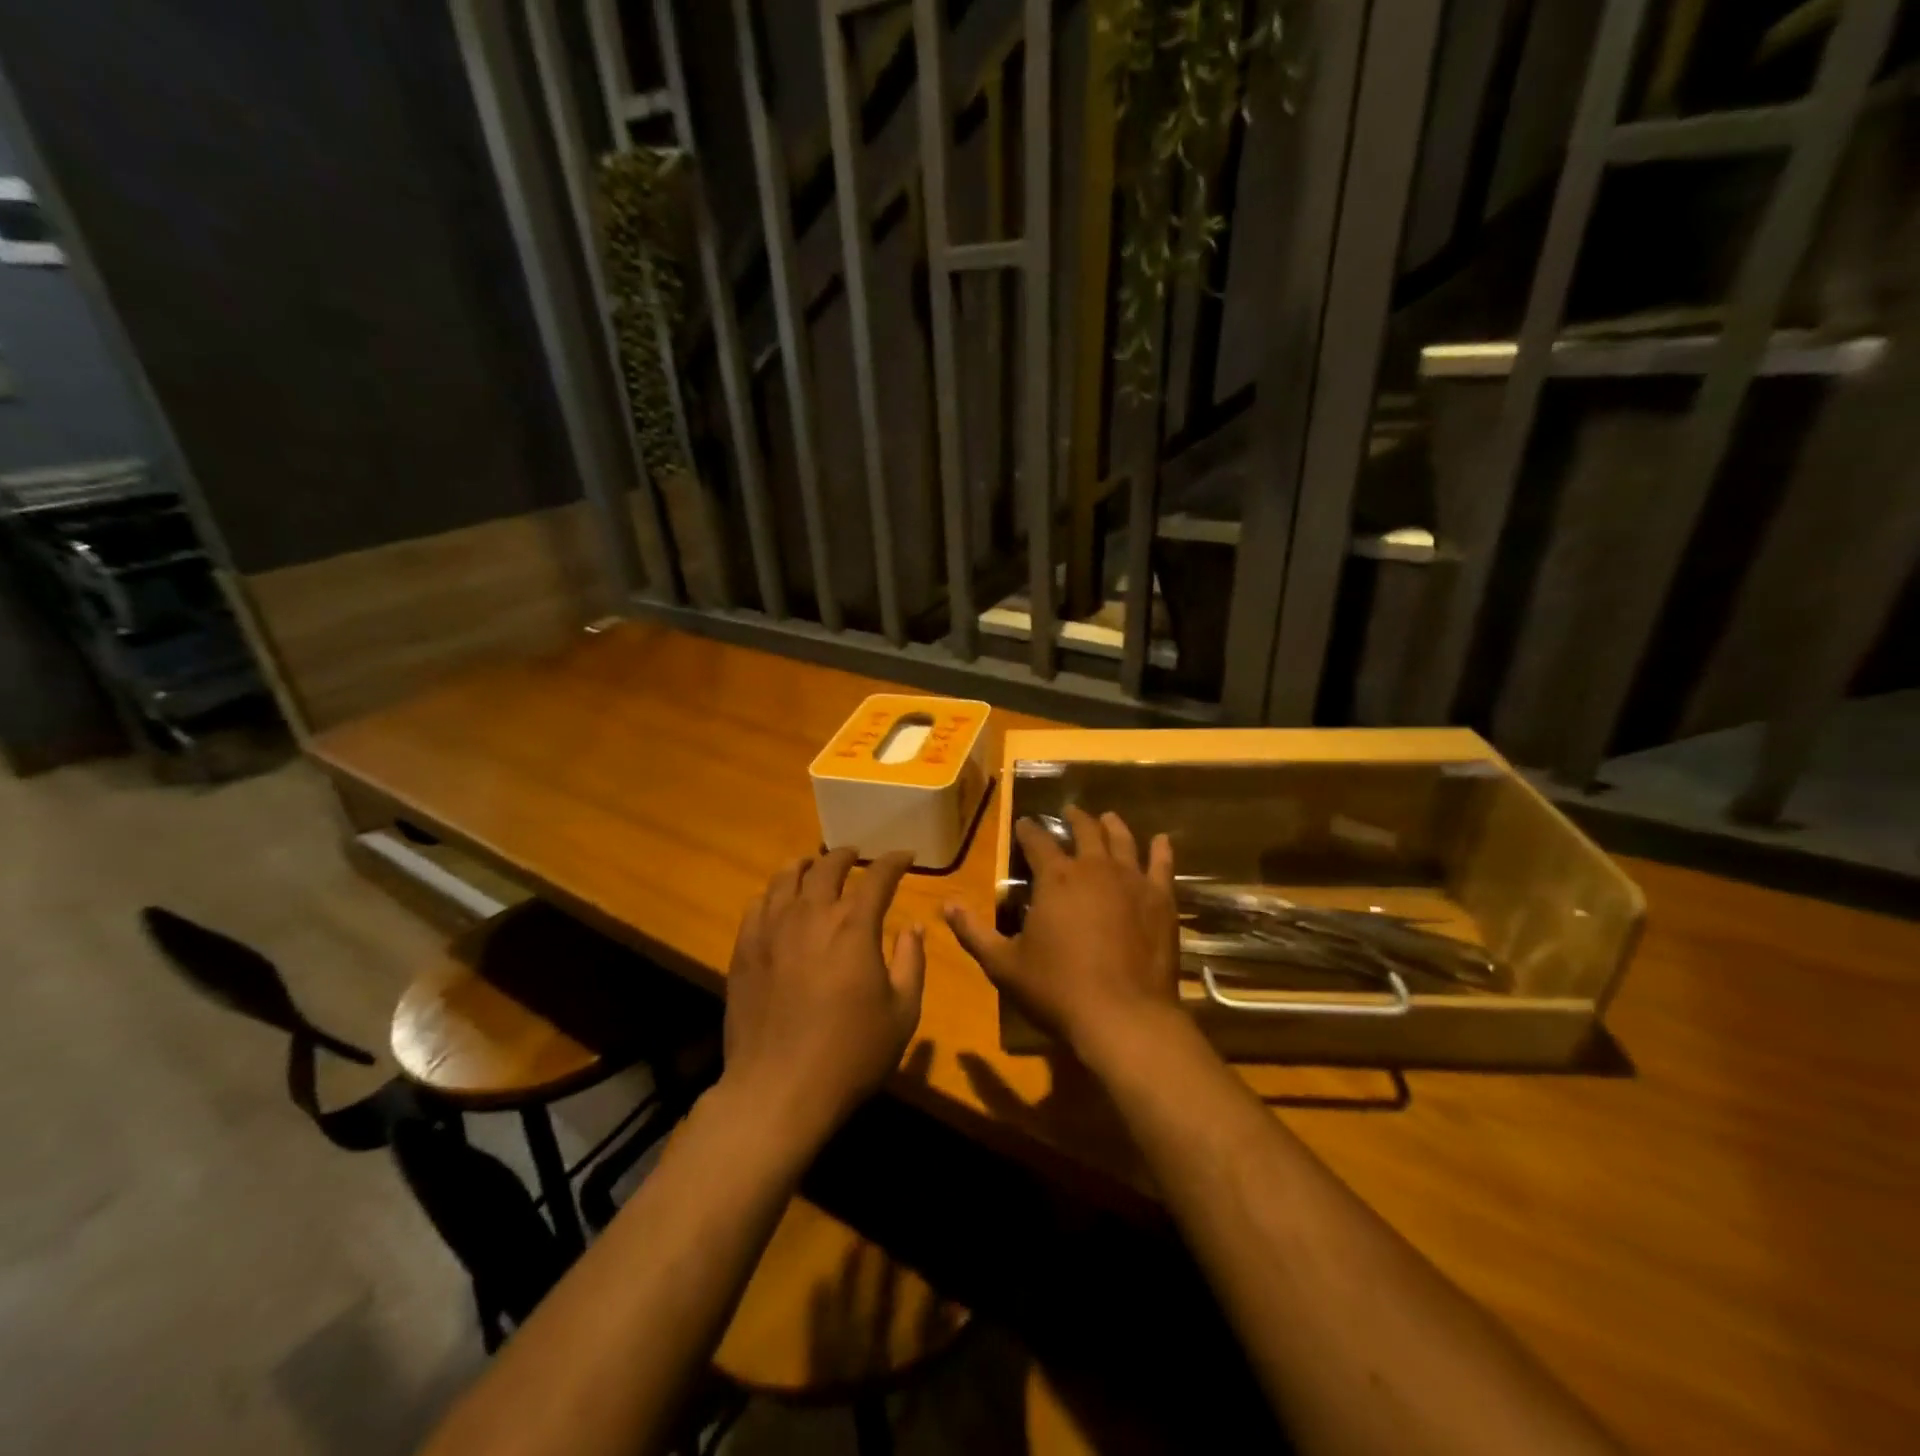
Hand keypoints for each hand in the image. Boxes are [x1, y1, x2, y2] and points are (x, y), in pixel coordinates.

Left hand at [720, 848, 925, 1146]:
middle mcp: (812, 914)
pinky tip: (780, 901)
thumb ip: (912, 962)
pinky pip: (758, 904)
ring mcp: (772, 929)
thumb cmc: (851, 1054)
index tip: (905, 856)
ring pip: (787, 877)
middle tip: (858, 856)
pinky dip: (775, 892)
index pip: (878, 876)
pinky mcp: (744, 949)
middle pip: (828, 866)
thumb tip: (913, 928)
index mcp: (855, 925)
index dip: (894, 861)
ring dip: (808, 865)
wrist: (778, 1090)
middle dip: (848, 855)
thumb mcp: (902, 1013)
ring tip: (815, 866)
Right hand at [944, 807, 1179, 1062]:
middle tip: (1070, 812)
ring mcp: (1132, 880)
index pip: (1037, 841)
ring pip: (1122, 840)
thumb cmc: (1057, 989)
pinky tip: (1162, 841)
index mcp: (1055, 878)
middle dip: (1074, 819)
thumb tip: (946, 905)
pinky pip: (1162, 865)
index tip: (1024, 824)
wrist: (1123, 1016)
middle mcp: (1094, 867)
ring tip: (1107, 817)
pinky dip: (1161, 850)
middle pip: (1084, 830)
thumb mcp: (1004, 965)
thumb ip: (974, 933)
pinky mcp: (1160, 899)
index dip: (1029, 830)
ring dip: (1112, 826)